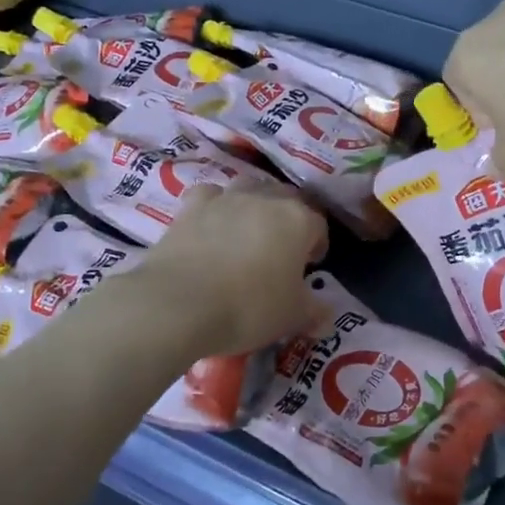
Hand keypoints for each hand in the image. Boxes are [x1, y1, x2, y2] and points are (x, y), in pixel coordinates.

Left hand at [133, 181, 328, 355]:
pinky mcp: (189, 208)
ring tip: (247, 233)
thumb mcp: (291, 317)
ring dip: (253, 204)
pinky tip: (211, 226)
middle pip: (285, 198)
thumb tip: (325, 316)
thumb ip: (313, 312)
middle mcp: (263, 200)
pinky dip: (214, 206)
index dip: (317, 245)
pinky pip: (209, 196)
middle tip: (282, 249)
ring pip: (247, 188)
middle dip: (288, 219)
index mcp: (297, 221)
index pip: (318, 225)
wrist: (179, 304)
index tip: (310, 266)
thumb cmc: (249, 308)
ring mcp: (224, 199)